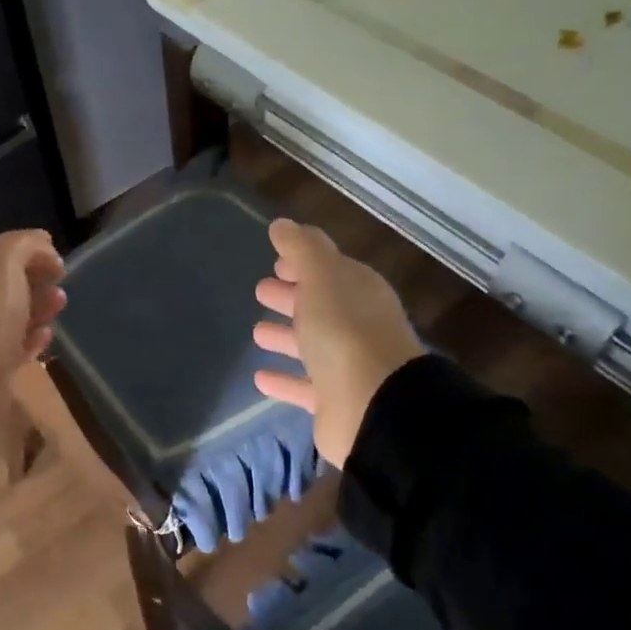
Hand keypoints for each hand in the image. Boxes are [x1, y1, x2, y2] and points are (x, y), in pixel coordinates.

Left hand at [0, 229, 67, 371]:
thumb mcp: (5, 260)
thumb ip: (25, 244)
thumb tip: (42, 242)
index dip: (28, 249)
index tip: (58, 261)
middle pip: (3, 282)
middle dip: (35, 279)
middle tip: (60, 284)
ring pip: (9, 315)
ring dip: (37, 308)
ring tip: (60, 307)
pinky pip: (11, 346)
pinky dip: (31, 339)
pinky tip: (47, 335)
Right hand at [252, 219, 423, 468]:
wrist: (373, 405)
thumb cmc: (345, 331)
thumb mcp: (322, 277)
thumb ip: (301, 248)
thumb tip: (282, 224)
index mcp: (359, 291)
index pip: (330, 269)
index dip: (305, 263)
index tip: (277, 262)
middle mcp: (356, 325)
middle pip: (320, 305)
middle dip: (292, 296)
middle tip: (261, 290)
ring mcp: (347, 365)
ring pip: (311, 345)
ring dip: (286, 336)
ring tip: (257, 332)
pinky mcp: (334, 401)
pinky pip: (303, 386)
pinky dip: (283, 380)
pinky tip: (259, 378)